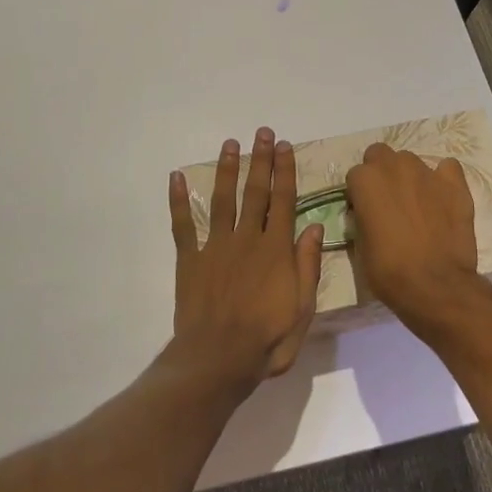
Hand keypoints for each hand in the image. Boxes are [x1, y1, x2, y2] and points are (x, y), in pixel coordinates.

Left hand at [169, 128, 323, 390]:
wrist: (218, 359)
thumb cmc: (267, 339)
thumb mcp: (302, 308)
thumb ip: (308, 265)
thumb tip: (316, 227)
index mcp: (275, 250)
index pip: (283, 201)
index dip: (285, 171)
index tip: (285, 146)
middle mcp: (246, 239)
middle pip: (255, 192)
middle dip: (260, 160)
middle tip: (262, 132)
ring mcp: (215, 247)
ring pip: (222, 200)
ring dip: (226, 170)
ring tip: (230, 144)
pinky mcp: (190, 260)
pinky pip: (183, 225)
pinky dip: (178, 201)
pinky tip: (175, 177)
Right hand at [346, 143, 488, 334]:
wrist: (435, 286)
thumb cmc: (389, 271)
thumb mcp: (360, 246)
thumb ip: (362, 218)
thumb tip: (369, 214)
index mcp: (366, 180)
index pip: (355, 175)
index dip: (360, 194)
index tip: (365, 212)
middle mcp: (394, 167)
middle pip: (381, 155)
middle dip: (381, 174)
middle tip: (388, 202)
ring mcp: (427, 172)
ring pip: (411, 161)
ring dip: (409, 176)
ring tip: (417, 204)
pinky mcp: (455, 184)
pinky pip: (447, 168)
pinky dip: (442, 179)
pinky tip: (442, 199)